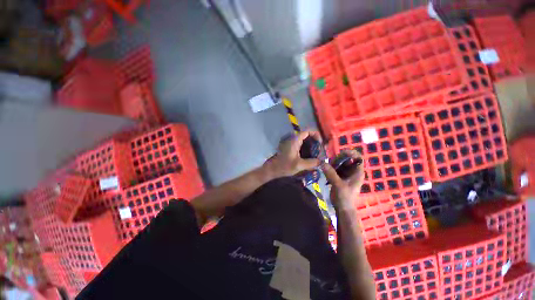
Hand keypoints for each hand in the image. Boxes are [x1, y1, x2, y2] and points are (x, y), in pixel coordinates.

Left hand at [265, 131, 321, 178]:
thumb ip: (311, 163)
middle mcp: (293, 139)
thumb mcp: (299, 165)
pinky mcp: (290, 148)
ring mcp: (291, 144)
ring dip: (311, 146)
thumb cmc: (284, 166)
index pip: (308, 131)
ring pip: (304, 141)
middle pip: (307, 136)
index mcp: (295, 140)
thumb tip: (322, 161)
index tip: (320, 144)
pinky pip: (301, 146)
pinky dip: (307, 149)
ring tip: (317, 155)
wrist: (272, 169)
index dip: (316, 135)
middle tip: (320, 151)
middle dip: (315, 142)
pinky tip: (310, 157)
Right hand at [322, 150, 364, 210]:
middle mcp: (353, 171)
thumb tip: (322, 163)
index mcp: (357, 173)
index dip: (351, 153)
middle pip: (347, 159)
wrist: (343, 209)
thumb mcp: (338, 185)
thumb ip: (331, 173)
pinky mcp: (340, 177)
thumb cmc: (344, 197)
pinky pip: (336, 168)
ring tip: (327, 166)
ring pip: (341, 164)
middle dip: (339, 158)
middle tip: (330, 162)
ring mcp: (346, 174)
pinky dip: (331, 167)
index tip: (341, 153)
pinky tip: (325, 169)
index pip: (358, 158)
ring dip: (334, 163)